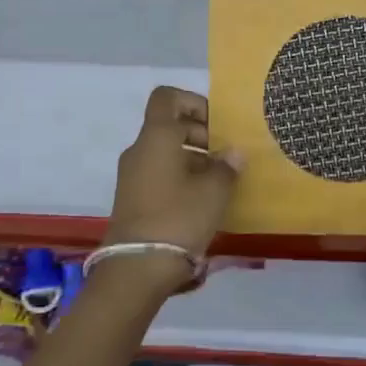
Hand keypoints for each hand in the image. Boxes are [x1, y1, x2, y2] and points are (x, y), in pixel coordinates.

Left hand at [103, 87, 242, 287]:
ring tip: (220, 181)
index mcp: (157, 137)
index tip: (217, 124)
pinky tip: (202, 200)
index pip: (168, 97)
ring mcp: (132, 175)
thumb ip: (227, 167)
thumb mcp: (214, 192)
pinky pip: (159, 173)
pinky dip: (180, 177)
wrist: (136, 268)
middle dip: (201, 134)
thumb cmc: (178, 218)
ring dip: (193, 158)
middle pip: (170, 125)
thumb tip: (233, 154)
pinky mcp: (132, 198)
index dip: (194, 102)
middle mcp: (140, 150)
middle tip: (226, 157)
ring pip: (165, 151)